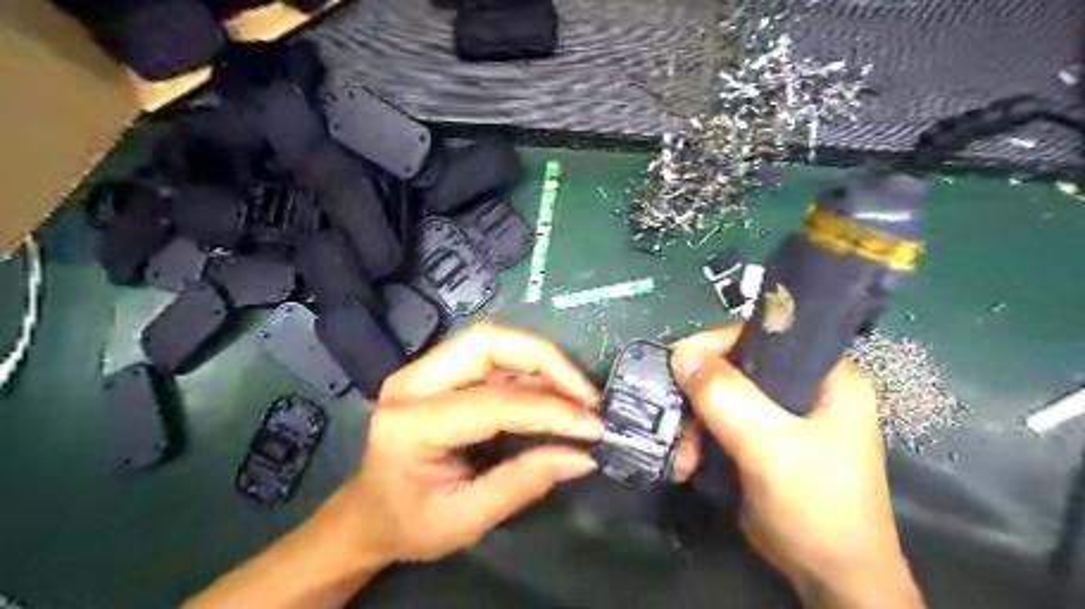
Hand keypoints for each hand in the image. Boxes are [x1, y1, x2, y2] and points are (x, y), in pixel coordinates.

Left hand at [342, 327, 607, 564]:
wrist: (367, 514)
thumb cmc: (408, 523)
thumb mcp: (465, 519)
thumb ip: (523, 483)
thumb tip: (582, 457)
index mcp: (410, 424)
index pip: (492, 402)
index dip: (549, 411)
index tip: (593, 426)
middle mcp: (412, 382)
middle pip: (487, 342)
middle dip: (545, 361)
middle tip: (585, 394)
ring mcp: (423, 371)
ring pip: (492, 341)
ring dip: (540, 361)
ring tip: (576, 393)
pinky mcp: (437, 371)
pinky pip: (490, 357)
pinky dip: (528, 369)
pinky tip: (552, 392)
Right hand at [675, 329, 917, 607]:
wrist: (831, 580)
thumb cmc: (815, 504)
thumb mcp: (768, 444)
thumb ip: (724, 395)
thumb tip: (681, 352)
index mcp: (826, 375)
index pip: (764, 336)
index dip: (718, 344)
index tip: (679, 363)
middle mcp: (804, 389)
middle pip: (736, 369)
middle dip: (699, 396)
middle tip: (676, 419)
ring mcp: (782, 418)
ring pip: (723, 399)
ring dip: (694, 424)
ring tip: (682, 457)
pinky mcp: (763, 442)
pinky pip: (721, 424)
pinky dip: (700, 440)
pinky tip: (688, 464)